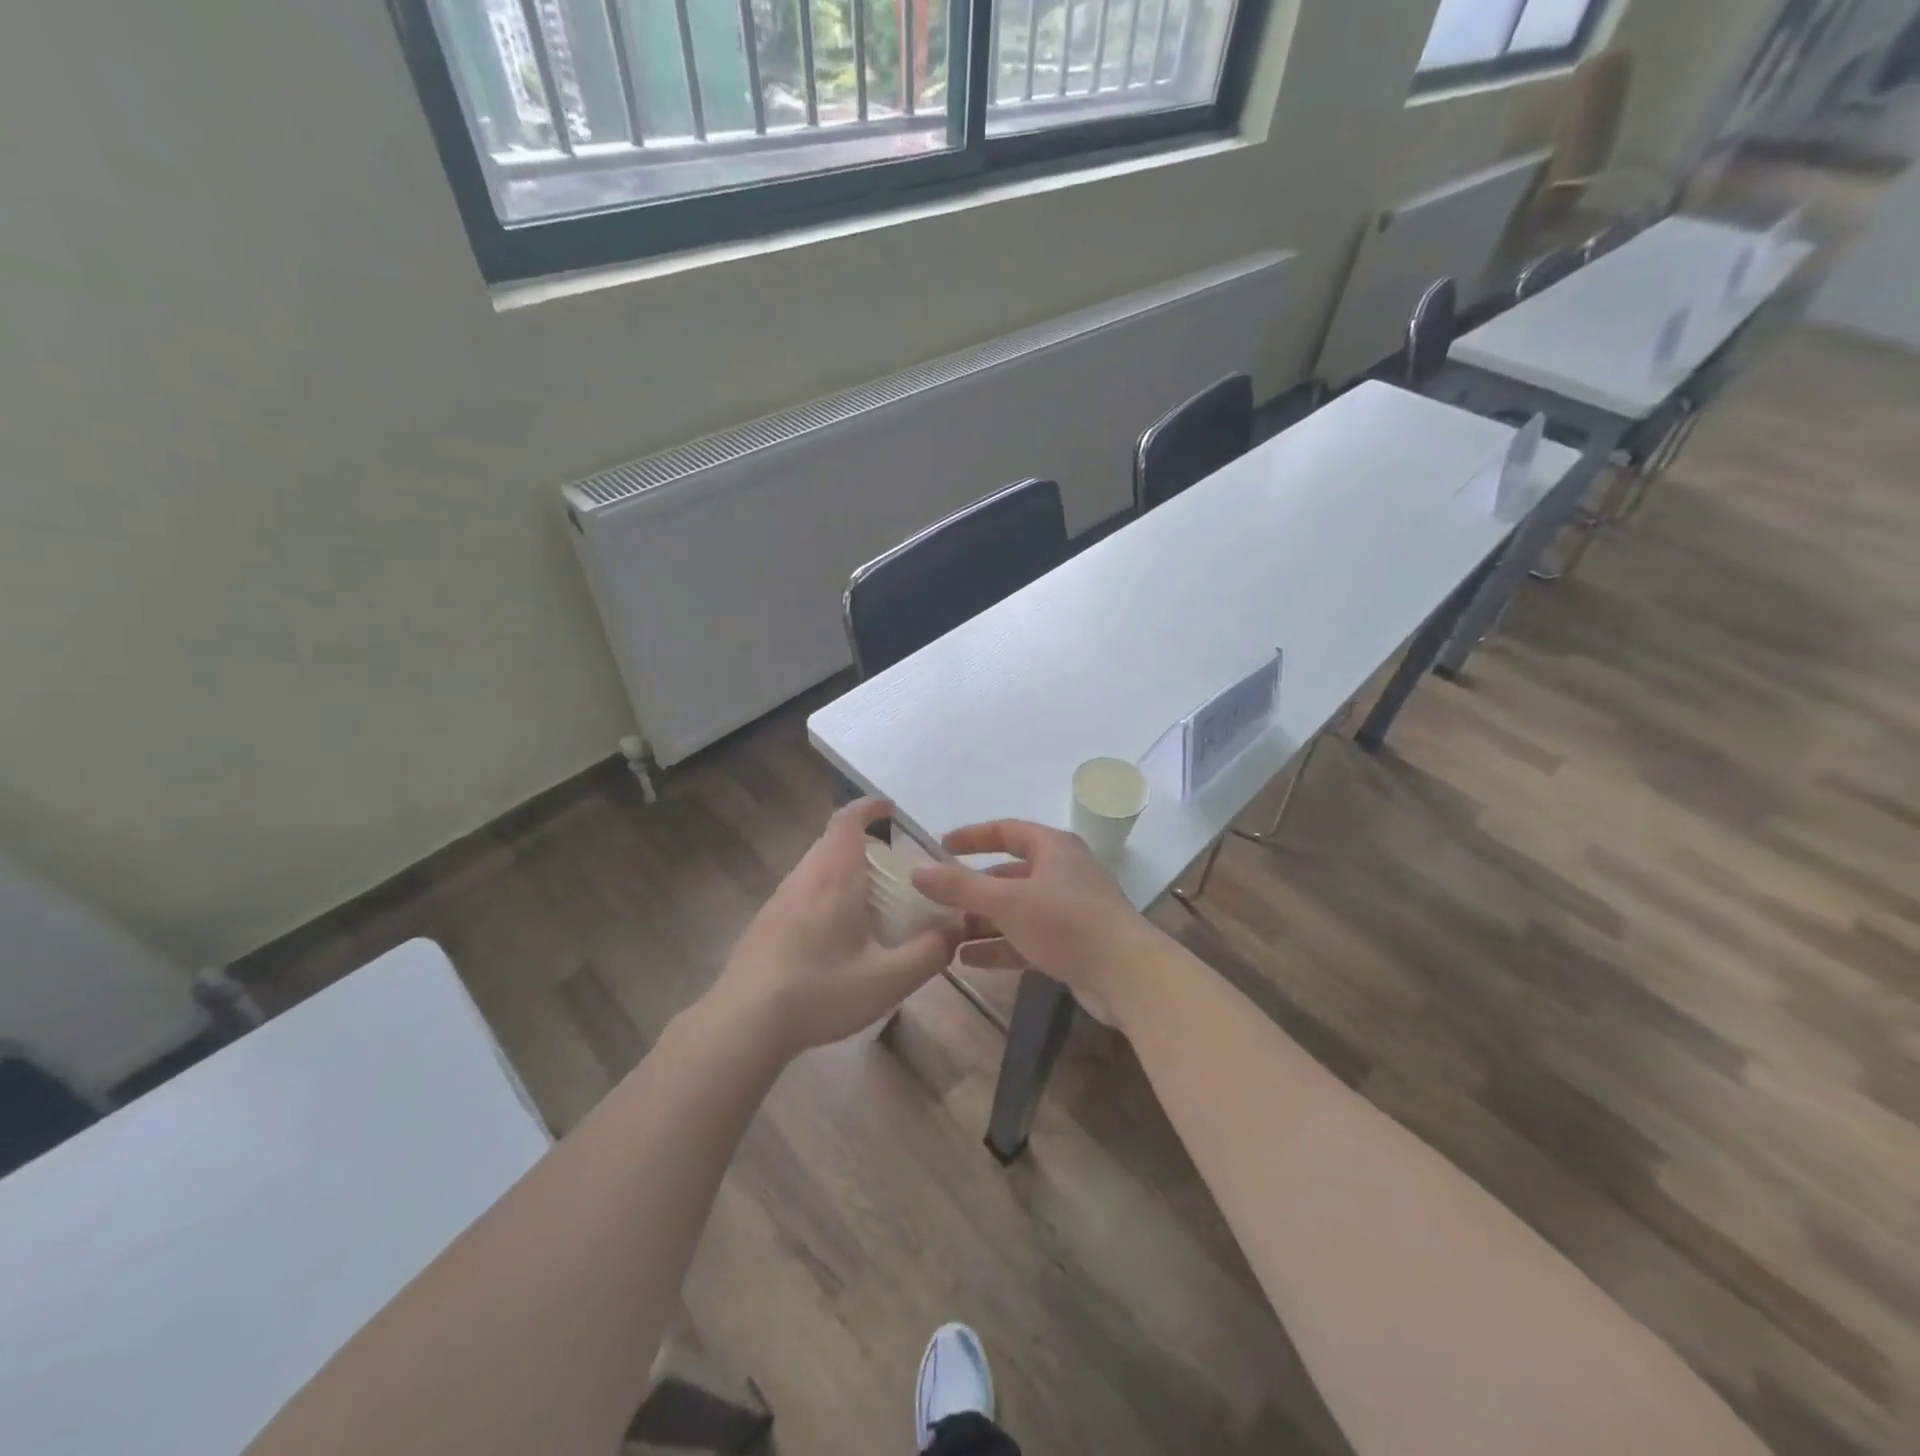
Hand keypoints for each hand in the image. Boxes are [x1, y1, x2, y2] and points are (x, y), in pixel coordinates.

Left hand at [708, 799, 962, 1055]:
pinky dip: (827, 894)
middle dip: (864, 846)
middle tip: (895, 872)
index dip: (868, 807)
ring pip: (817, 867)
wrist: (743, 1024)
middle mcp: (804, 877)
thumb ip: (929, 952)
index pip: (847, 821)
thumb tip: (957, 926)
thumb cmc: (819, 992)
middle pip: (833, 842)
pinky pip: (803, 891)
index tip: (889, 810)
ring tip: (872, 905)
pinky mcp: (766, 923)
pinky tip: (837, 937)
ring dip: (845, 872)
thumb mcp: (888, 980)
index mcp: (833, 877)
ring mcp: (779, 900)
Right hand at [911, 820, 1162, 1026]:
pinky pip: (1026, 938)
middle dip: (973, 889)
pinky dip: (999, 946)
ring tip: (945, 934)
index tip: (940, 845)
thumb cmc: (1065, 922)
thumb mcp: (1007, 901)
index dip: (972, 837)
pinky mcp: (1071, 944)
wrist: (1126, 975)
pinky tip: (967, 960)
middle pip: (1009, 874)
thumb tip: (916, 870)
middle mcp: (1062, 873)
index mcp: (1053, 848)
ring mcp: (1068, 910)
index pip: (1006, 831)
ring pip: (1016, 910)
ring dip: (983, 921)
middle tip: (938, 901)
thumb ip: (960, 886)